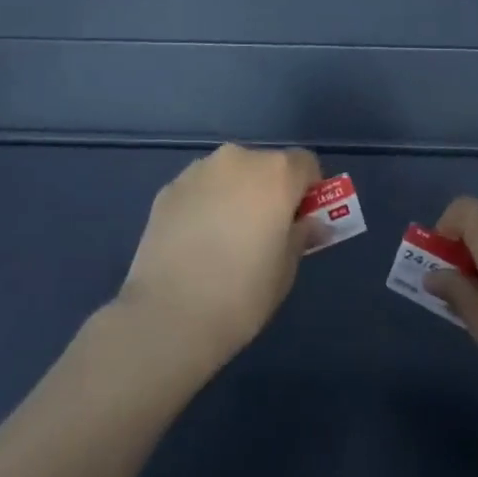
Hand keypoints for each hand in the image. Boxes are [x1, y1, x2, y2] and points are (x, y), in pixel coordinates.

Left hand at [116, 144, 322, 373]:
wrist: (168, 316)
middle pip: (266, 165)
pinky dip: (205, 205)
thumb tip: (310, 224)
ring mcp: (198, 171)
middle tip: (264, 232)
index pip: (306, 164)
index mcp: (276, 173)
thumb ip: (301, 235)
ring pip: (230, 175)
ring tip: (225, 239)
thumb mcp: (286, 268)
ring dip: (235, 194)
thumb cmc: (242, 293)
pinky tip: (196, 242)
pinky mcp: (167, 190)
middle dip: (270, 191)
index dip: (308, 191)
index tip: (300, 221)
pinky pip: (200, 189)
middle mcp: (238, 159)